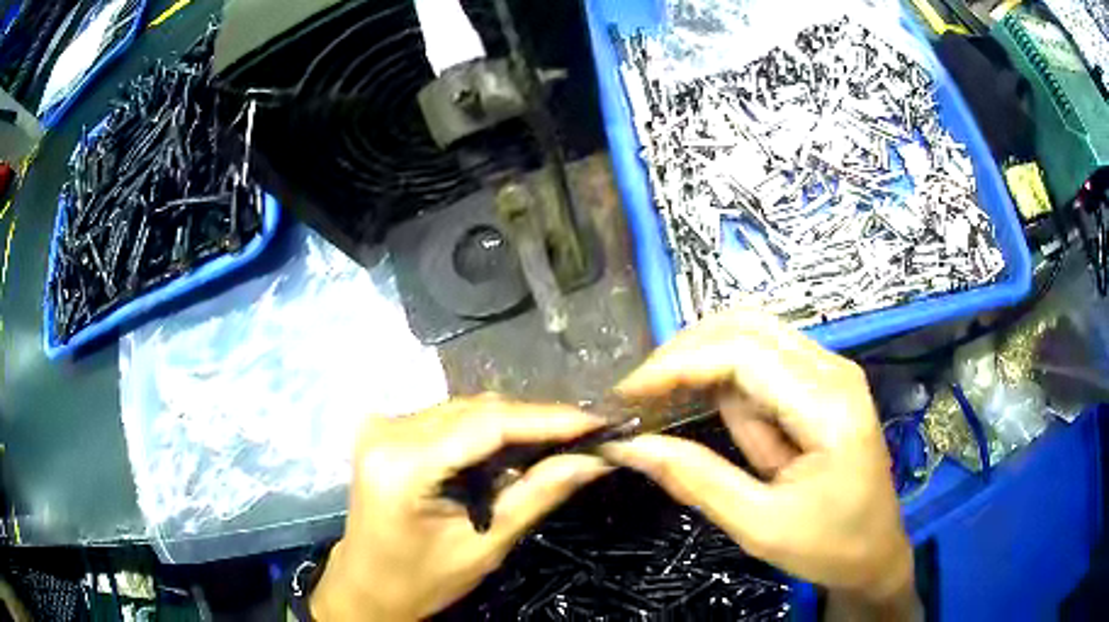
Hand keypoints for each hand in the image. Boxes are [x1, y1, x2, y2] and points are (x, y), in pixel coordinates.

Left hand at [311, 397, 609, 620]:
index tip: (598, 421)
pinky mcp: (386, 430)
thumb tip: (594, 459)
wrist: (367, 585)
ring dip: (514, 423)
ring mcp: (383, 425)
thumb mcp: (485, 546)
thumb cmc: (422, 579)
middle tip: (586, 434)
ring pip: (465, 409)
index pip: (487, 425)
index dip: (548, 418)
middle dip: (536, 420)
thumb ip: (538, 495)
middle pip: (476, 410)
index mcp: (403, 464)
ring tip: (560, 439)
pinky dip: (487, 429)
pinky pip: (449, 418)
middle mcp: (388, 430)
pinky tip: (516, 444)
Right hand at [602, 309, 915, 610]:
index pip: (741, 354)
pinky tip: (698, 406)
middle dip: (684, 354)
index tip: (624, 395)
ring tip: (659, 403)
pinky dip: (722, 380)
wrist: (876, 553)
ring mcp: (830, 372)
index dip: (675, 365)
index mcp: (828, 405)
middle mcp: (833, 370)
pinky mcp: (822, 384)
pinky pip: (762, 363)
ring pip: (750, 336)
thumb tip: (630, 446)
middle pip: (745, 326)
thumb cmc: (828, 546)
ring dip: (701, 366)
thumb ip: (696, 480)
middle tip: (638, 395)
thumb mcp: (759, 526)